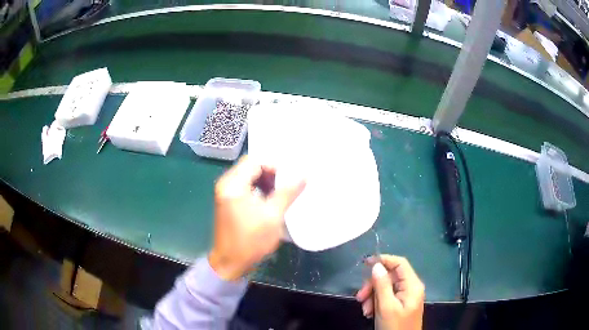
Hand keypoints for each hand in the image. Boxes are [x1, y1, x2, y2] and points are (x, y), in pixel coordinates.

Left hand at [209, 155, 305, 280]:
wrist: (230, 262)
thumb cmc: (250, 240)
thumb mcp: (272, 216)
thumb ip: (288, 193)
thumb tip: (304, 175)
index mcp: (232, 184)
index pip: (254, 161)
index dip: (274, 166)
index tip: (290, 178)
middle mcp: (226, 184)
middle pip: (250, 167)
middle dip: (271, 173)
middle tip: (288, 184)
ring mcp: (226, 193)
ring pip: (249, 177)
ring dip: (266, 181)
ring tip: (282, 192)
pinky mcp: (228, 201)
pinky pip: (245, 187)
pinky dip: (259, 189)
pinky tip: (271, 199)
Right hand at [356, 255, 424, 329]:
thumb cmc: (395, 326)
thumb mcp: (386, 306)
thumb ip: (382, 285)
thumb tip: (376, 265)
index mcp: (412, 285)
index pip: (399, 263)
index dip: (383, 260)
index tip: (365, 263)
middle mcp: (411, 288)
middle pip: (390, 276)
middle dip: (373, 285)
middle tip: (360, 297)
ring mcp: (406, 297)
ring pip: (386, 287)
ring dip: (372, 296)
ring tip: (365, 310)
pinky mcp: (400, 305)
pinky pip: (386, 297)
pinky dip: (376, 303)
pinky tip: (369, 313)